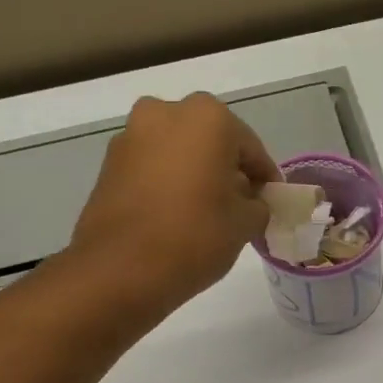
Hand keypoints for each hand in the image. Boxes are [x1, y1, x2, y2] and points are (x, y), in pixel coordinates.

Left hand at [71, 93, 279, 314]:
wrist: (120, 269)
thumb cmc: (194, 237)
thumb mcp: (245, 224)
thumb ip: (258, 204)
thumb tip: (250, 201)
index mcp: (208, 118)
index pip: (251, 148)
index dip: (265, 177)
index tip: (272, 201)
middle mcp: (166, 113)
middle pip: (211, 141)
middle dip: (227, 169)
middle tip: (240, 204)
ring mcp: (132, 135)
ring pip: (178, 151)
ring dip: (195, 173)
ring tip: (208, 211)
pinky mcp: (109, 163)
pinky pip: (153, 166)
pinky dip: (168, 182)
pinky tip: (178, 214)